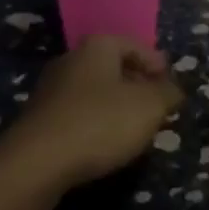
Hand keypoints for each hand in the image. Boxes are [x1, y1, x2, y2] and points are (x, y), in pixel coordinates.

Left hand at [0, 37, 184, 195]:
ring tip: (135, 131)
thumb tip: (173, 89)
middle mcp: (72, 59)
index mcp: (98, 46)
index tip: (171, 87)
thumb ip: (166, 94)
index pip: (135, 45)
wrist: (35, 164)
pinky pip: (78, 114)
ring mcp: (51, 89)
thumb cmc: (99, 123)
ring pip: (95, 92)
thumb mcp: (148, 107)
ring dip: (116, 107)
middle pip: (113, 67)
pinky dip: (95, 124)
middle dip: (137, 86)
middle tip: (156, 108)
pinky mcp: (40, 119)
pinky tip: (104, 146)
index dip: (156, 64)